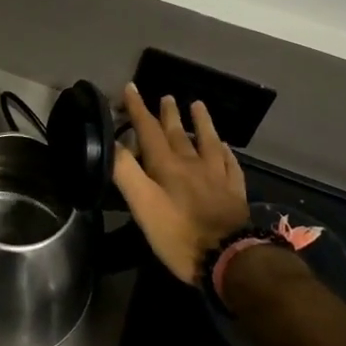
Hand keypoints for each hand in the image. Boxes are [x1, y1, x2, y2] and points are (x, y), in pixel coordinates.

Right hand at [112, 85, 251, 283]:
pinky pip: (230, 164)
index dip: (138, 109)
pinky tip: (225, 147)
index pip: (148, 130)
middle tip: (166, 96)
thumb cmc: (179, 234)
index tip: (131, 87)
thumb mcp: (143, 205)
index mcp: (167, 165)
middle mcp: (192, 163)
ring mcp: (217, 176)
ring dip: (201, 122)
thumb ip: (126, 172)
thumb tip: (112, 142)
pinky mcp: (234, 192)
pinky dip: (226, 151)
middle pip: (178, 133)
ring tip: (198, 105)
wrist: (229, 259)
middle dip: (168, 114)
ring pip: (208, 141)